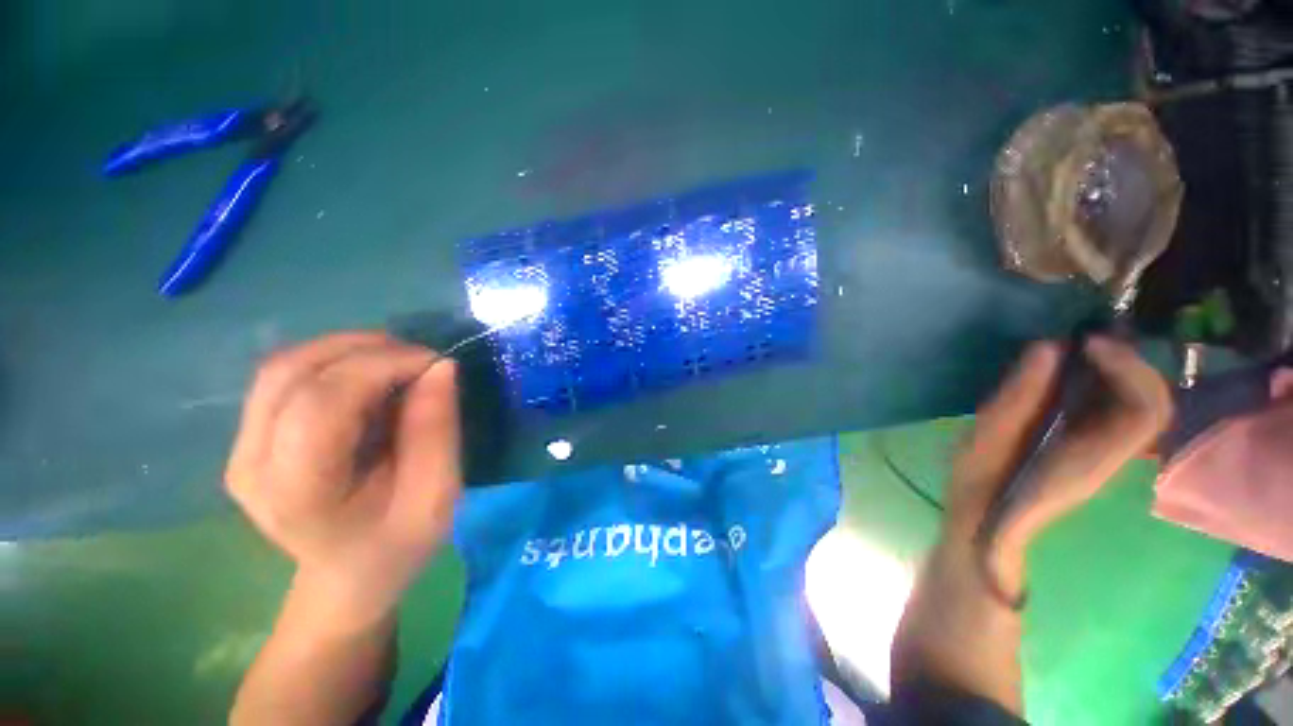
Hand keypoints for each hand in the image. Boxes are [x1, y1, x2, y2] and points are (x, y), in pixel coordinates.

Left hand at [226, 332, 461, 626]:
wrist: (348, 574)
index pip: (321, 403)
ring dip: (348, 349)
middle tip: (421, 358)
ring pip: (284, 366)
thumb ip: (437, 430)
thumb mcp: (437, 495)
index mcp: (297, 492)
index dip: (380, 366)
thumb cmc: (398, 543)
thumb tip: (440, 367)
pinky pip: (285, 376)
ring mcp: (241, 449)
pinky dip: (334, 361)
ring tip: (399, 360)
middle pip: (293, 373)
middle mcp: (252, 464)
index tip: (434, 363)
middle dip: (367, 350)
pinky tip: (370, 375)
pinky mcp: (248, 437)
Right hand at [946, 337, 1173, 554]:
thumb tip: (1045, 347)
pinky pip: (1119, 409)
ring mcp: (1106, 453)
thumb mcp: (986, 439)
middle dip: (1127, 362)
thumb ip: (1018, 396)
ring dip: (1118, 369)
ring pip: (1141, 404)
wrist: (988, 524)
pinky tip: (1073, 372)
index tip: (1087, 344)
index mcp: (1091, 458)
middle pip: (1153, 403)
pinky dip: (1105, 382)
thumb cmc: (982, 486)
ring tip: (1078, 350)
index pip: (1147, 411)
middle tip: (1084, 340)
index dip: (1128, 369)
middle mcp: (1111, 455)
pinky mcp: (1093, 447)